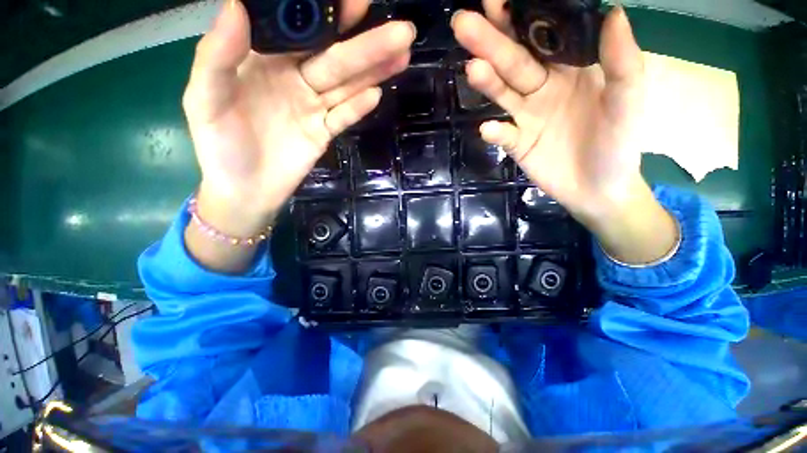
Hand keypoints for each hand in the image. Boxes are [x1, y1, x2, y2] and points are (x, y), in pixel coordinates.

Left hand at [185, 0, 414, 235]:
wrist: (245, 190)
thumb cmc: (220, 146)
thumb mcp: (204, 99)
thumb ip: (216, 56)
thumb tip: (236, 5)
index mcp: (264, 62)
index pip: (299, 31)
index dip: (326, 14)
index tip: (354, 1)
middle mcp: (295, 79)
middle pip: (334, 59)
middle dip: (367, 44)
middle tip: (401, 29)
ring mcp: (313, 108)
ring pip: (347, 86)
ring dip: (374, 71)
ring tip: (402, 53)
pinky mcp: (324, 133)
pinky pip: (343, 117)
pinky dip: (359, 108)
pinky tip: (376, 95)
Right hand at [452, 4, 677, 263]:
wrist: (599, 189)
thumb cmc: (618, 144)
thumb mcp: (628, 100)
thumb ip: (622, 62)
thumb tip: (613, 12)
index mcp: (569, 70)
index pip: (541, 38)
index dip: (520, 17)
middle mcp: (542, 89)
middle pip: (513, 62)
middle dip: (490, 42)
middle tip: (463, 22)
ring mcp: (526, 118)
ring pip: (503, 95)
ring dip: (487, 82)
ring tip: (471, 67)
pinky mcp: (517, 145)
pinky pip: (505, 137)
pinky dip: (497, 133)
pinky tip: (490, 129)